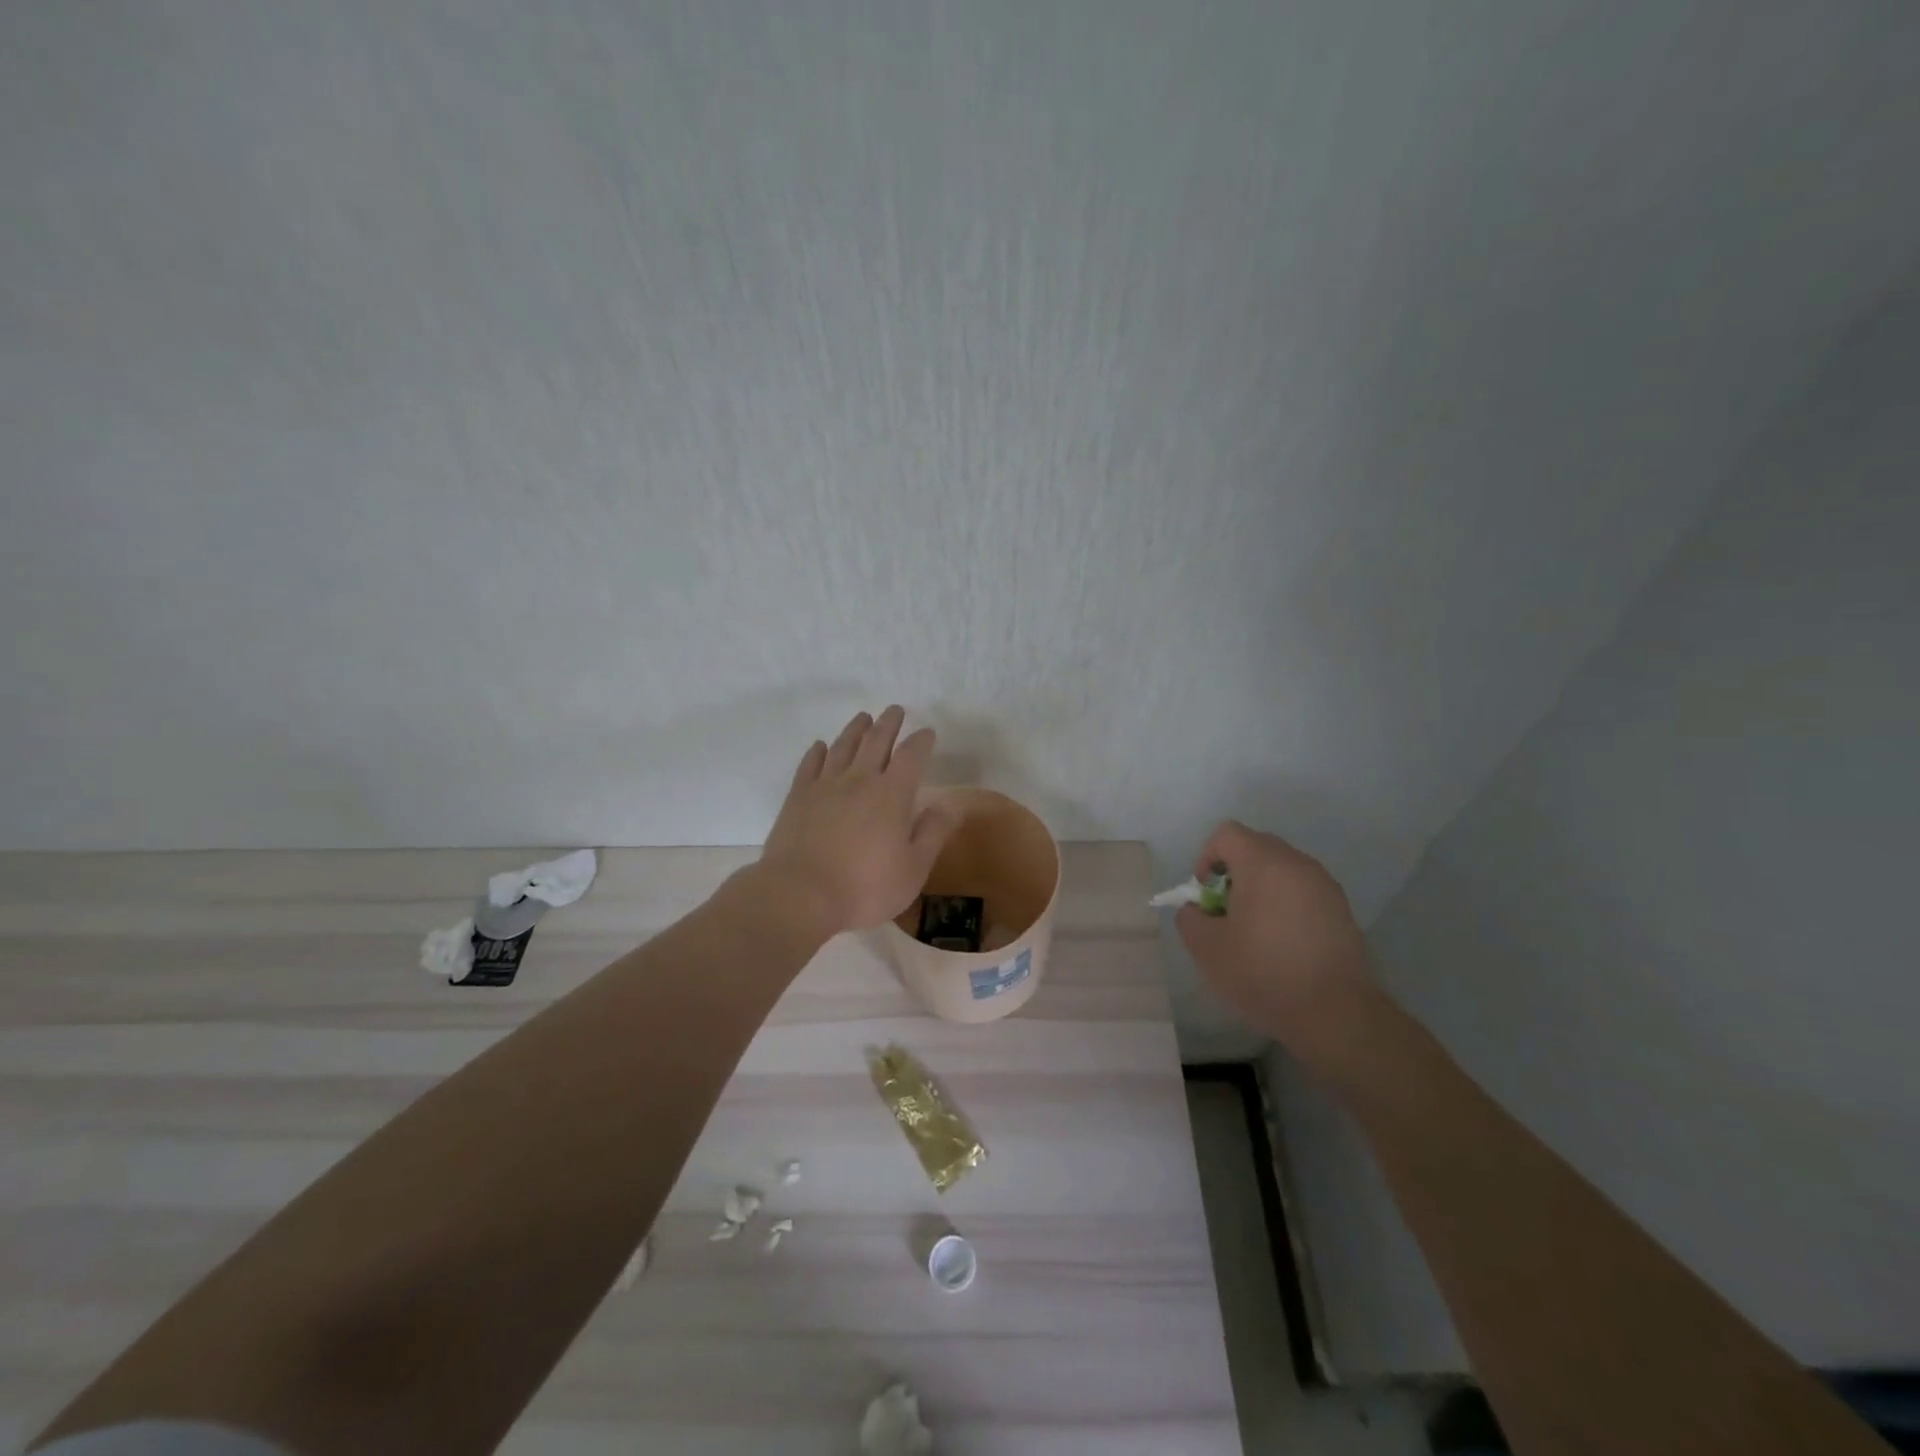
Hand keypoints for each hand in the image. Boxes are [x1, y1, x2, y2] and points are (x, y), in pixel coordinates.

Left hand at [757, 706, 959, 936]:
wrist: (800, 896)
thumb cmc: (865, 888)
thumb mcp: (913, 868)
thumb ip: (934, 832)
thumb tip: (953, 803)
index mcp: (892, 795)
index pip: (911, 756)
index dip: (921, 741)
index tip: (927, 732)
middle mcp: (859, 780)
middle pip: (876, 741)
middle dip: (889, 724)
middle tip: (895, 710)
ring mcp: (825, 786)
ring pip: (843, 746)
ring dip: (856, 729)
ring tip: (864, 717)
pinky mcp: (798, 798)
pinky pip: (810, 764)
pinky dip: (818, 751)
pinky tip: (821, 746)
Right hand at [1176, 820, 1375, 1069]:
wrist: (1335, 1013)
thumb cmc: (1263, 973)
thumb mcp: (1206, 948)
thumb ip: (1190, 917)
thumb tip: (1198, 908)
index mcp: (1263, 863)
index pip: (1226, 834)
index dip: (1207, 857)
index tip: (1206, 894)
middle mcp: (1297, 863)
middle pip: (1256, 847)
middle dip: (1234, 872)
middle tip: (1227, 911)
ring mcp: (1324, 885)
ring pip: (1282, 870)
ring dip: (1262, 888)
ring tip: (1256, 930)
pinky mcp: (1342, 909)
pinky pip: (1303, 891)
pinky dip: (1287, 904)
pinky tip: (1284, 943)